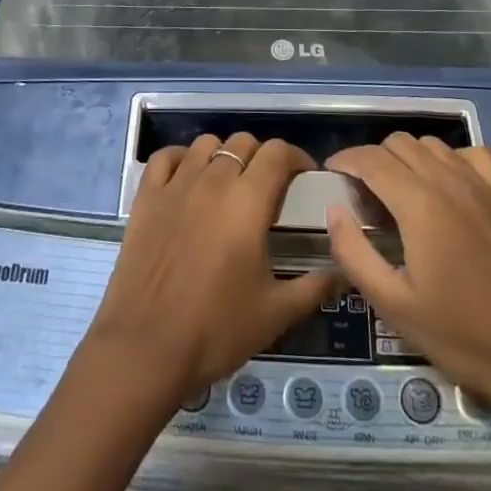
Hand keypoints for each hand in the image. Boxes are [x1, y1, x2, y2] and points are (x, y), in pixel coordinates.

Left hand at [85, 133, 339, 406]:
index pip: (277, 153)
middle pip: (243, 143)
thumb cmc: (216, 330)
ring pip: (205, 144)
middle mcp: (213, 180)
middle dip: (261, 157)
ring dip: (223, 155)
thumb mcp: (276, 314)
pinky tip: (187, 178)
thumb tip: (345, 273)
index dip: (295, 157)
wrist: (145, 347)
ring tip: (228, 182)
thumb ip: (314, 287)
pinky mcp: (146, 196)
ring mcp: (176, 184)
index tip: (304, 177)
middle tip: (267, 187)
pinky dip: (180, 158)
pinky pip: (165, 157)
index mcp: (248, 201)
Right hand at [325, 135, 490, 436]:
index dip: (345, 160)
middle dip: (373, 159)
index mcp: (419, 204)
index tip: (331, 174)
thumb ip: (355, 253)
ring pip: (433, 145)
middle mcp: (450, 180)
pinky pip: (472, 155)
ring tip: (401, 192)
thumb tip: (335, 212)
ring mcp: (484, 185)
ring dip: (408, 158)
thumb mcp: (394, 306)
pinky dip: (450, 160)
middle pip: (399, 144)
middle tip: (363, 195)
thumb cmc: (464, 337)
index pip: (371, 159)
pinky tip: (448, 187)